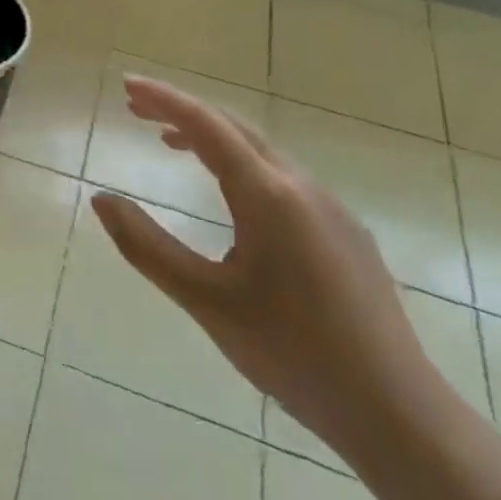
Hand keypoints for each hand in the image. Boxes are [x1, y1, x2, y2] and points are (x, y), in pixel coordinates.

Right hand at [93, 76, 442, 465]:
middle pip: (234, 128)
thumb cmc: (293, 355)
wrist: (400, 416)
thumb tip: (100, 199)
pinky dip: (241, 164)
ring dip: (212, 137)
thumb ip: (147, 246)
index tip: (127, 83)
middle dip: (183, 111)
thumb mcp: (206, 301)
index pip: (206, 125)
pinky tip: (229, 195)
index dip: (163, 99)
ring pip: (261, 151)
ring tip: (170, 144)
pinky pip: (283, 177)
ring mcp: (331, 209)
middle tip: (136, 110)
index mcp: (268, 196)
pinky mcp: (346, 233)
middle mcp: (302, 187)